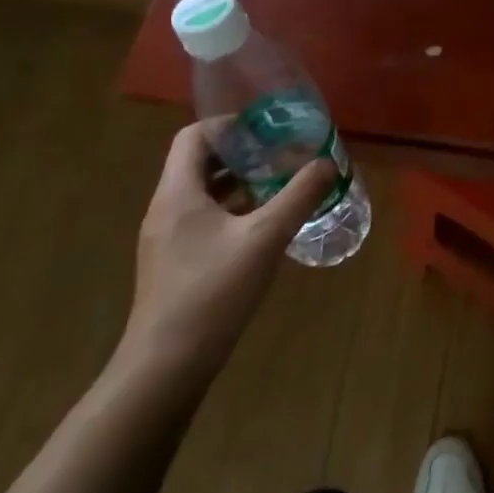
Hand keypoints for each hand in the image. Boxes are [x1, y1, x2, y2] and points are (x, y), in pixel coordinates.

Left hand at [117, 122, 334, 383]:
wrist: (165, 367)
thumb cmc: (212, 293)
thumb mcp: (264, 238)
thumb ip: (298, 196)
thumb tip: (327, 163)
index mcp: (178, 193)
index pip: (193, 136)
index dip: (229, 125)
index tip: (266, 128)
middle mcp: (165, 209)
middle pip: (198, 163)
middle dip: (240, 153)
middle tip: (279, 153)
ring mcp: (165, 239)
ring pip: (201, 194)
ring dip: (237, 183)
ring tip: (277, 183)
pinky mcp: (172, 264)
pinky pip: (201, 220)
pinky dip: (230, 211)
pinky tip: (261, 227)